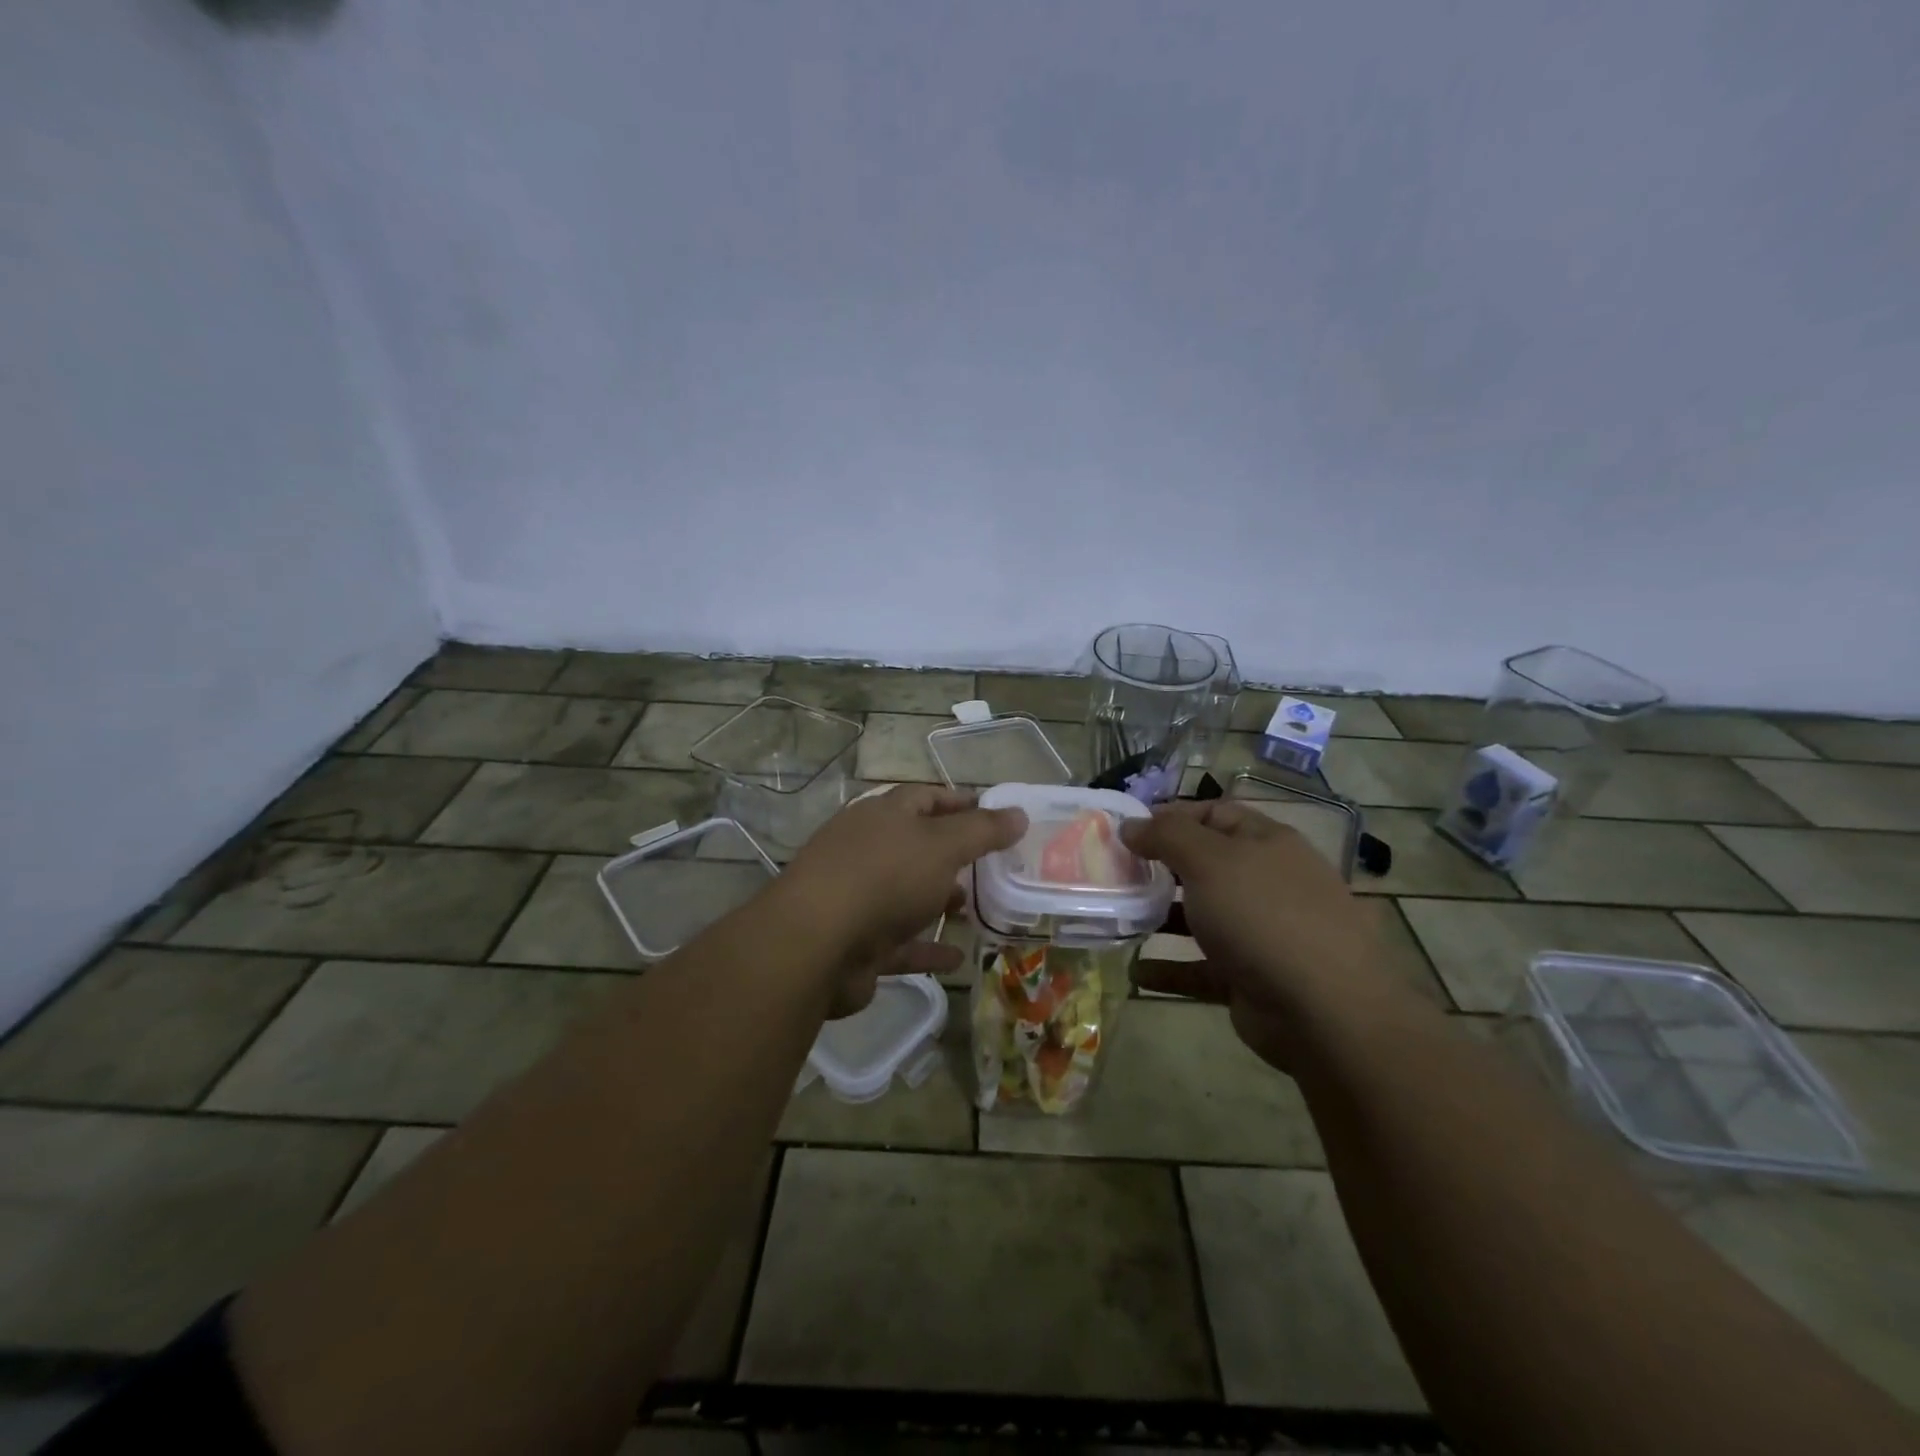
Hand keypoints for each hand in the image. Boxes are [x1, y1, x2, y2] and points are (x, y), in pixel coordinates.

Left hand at [777, 785, 1026, 1015]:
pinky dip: (928, 948)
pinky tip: (958, 957)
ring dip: (938, 900)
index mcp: (883, 816)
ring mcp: (859, 897)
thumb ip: (982, 831)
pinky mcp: (858, 943)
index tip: (995, 813)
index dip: (960, 802)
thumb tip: (1018, 813)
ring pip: (907, 894)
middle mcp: (867, 850)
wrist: (816, 944)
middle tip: (992, 865)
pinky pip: (901, 943)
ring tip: (974, 907)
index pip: (925, 797)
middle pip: (915, 846)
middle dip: (952, 854)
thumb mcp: (943, 845)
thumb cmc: (885, 877)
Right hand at [1119, 800, 1398, 1070]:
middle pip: (1207, 866)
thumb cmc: (1264, 916)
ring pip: (1203, 917)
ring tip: (1121, 917)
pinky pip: (1202, 968)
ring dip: (1162, 918)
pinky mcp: (1252, 978)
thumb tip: (1131, 825)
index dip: (1172, 816)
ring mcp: (1262, 933)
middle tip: (1117, 872)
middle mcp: (1267, 883)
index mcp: (1267, 844)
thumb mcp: (1209, 861)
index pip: (1215, 814)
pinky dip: (1171, 969)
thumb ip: (1167, 836)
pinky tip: (1137, 972)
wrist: (1325, 1011)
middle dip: (1161, 868)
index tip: (1129, 829)